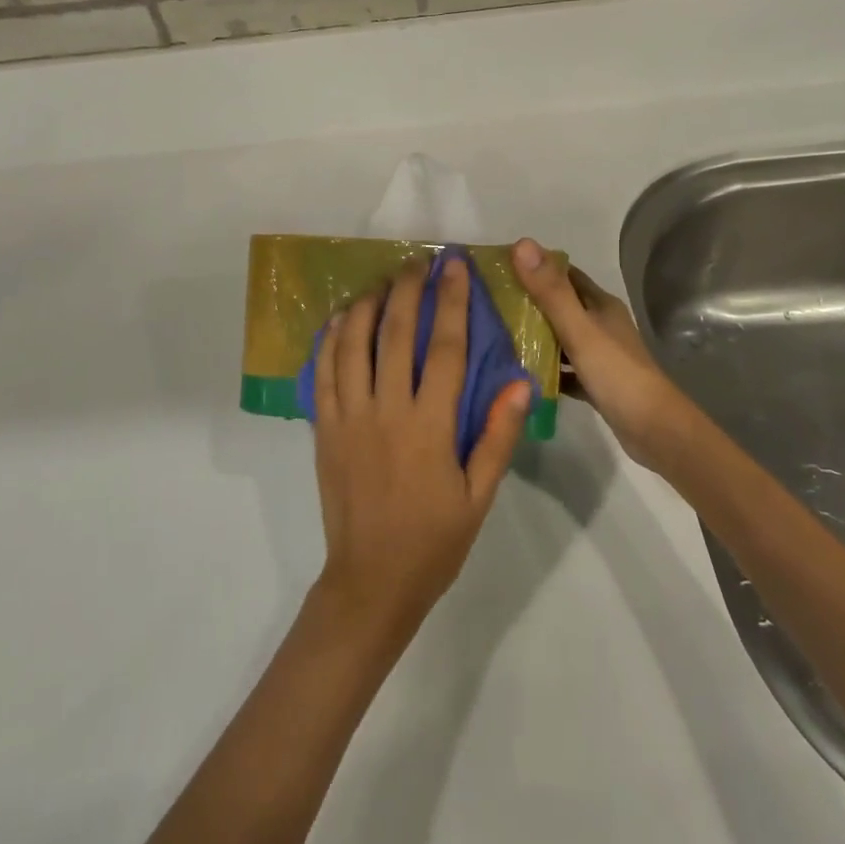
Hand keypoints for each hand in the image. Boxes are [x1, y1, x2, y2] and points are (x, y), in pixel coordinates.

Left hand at [310, 257, 531, 641]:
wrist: (371, 582)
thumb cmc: (434, 541)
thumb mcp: (479, 496)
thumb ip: (497, 436)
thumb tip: (521, 382)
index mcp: (429, 426)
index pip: (444, 347)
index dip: (451, 301)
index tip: (455, 266)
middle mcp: (386, 410)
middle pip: (396, 334)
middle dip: (408, 289)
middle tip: (417, 261)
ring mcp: (349, 417)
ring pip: (352, 344)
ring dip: (366, 305)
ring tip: (381, 282)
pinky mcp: (324, 428)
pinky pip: (323, 372)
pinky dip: (330, 340)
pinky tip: (339, 319)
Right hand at [512, 238, 687, 466]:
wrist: (656, 432)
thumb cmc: (617, 374)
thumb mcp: (579, 330)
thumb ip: (550, 291)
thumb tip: (522, 243)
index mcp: (600, 304)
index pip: (563, 273)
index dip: (533, 267)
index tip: (499, 268)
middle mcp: (601, 324)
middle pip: (560, 304)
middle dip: (528, 301)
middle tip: (489, 304)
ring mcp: (600, 354)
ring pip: (560, 336)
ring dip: (534, 335)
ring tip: (496, 336)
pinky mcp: (596, 382)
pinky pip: (564, 368)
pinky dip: (545, 368)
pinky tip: (521, 374)